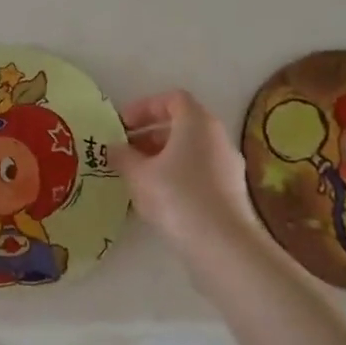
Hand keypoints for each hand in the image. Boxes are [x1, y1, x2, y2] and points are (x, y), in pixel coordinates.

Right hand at [110, 90, 266, 259]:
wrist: (222, 245)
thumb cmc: (176, 196)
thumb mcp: (138, 174)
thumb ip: (123, 156)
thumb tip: (114, 148)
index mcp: (197, 123)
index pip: (172, 99)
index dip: (144, 107)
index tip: (122, 125)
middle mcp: (217, 138)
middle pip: (182, 125)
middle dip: (150, 135)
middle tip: (126, 151)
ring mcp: (228, 166)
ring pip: (191, 151)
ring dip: (163, 158)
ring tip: (137, 177)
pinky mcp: (231, 193)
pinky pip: (199, 173)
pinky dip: (177, 176)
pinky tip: (158, 199)